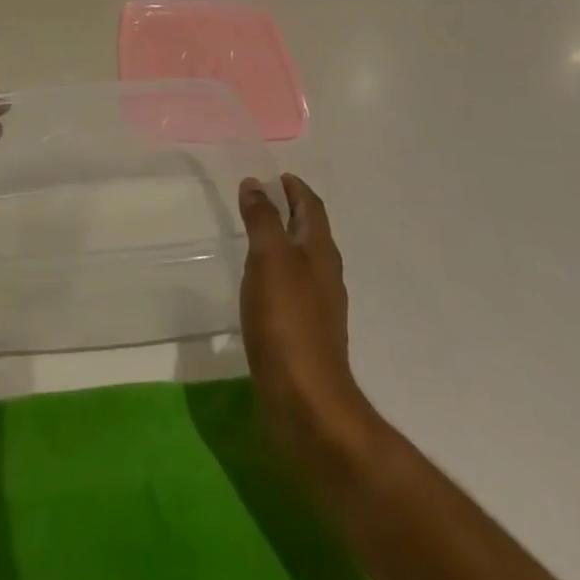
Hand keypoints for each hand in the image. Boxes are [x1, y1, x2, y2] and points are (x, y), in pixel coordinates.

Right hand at [238, 175, 376, 486]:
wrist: (307, 404)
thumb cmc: (287, 322)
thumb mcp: (269, 260)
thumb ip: (263, 220)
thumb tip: (255, 184)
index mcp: (320, 253)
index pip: (312, 209)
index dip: (296, 189)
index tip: (279, 176)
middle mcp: (324, 276)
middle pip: (311, 234)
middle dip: (291, 213)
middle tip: (263, 199)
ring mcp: (318, 309)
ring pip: (302, 263)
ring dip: (284, 244)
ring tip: (258, 237)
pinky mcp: (304, 336)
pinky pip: (292, 291)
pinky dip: (277, 275)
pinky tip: (260, 286)